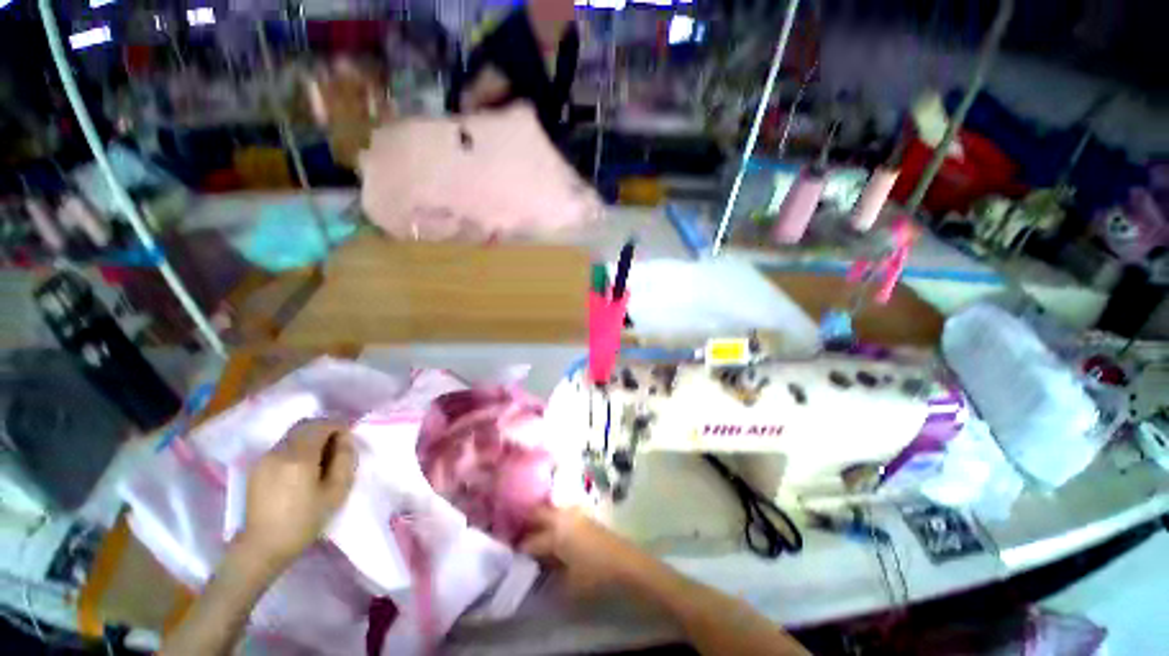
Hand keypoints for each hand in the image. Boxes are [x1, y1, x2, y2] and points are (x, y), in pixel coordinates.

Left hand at [237, 419, 356, 565]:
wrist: (262, 546)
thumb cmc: (304, 521)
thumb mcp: (336, 492)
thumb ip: (345, 459)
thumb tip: (345, 439)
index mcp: (299, 457)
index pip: (322, 424)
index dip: (339, 427)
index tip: (347, 442)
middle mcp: (278, 451)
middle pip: (305, 425)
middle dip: (324, 429)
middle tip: (336, 448)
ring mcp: (264, 458)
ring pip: (293, 434)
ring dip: (310, 438)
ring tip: (320, 460)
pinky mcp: (257, 467)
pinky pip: (282, 446)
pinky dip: (297, 447)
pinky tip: (301, 469)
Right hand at [521, 506, 648, 595]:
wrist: (626, 564)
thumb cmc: (595, 576)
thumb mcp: (567, 584)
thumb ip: (547, 575)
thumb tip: (535, 569)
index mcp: (555, 533)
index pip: (530, 541)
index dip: (519, 550)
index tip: (509, 556)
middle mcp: (562, 517)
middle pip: (537, 513)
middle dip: (525, 523)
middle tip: (516, 536)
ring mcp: (575, 513)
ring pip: (550, 510)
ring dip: (540, 519)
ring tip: (532, 532)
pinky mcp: (585, 515)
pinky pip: (561, 512)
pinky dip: (553, 519)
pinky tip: (553, 532)